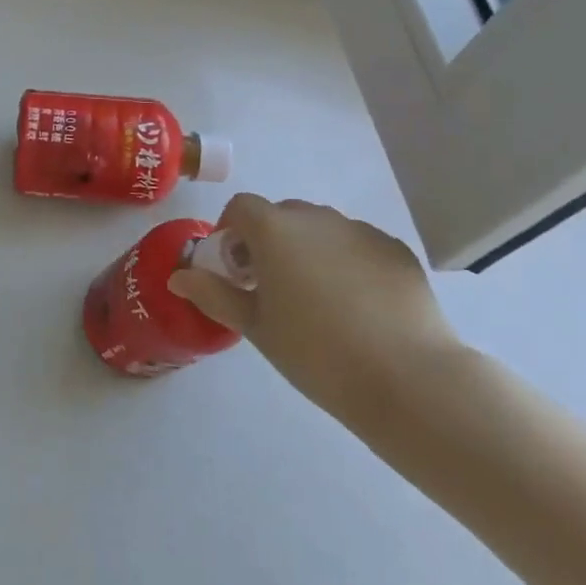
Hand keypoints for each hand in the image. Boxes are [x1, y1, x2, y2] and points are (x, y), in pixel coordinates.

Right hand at [167, 195, 461, 431]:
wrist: (407, 377)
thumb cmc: (315, 352)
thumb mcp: (256, 327)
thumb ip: (214, 294)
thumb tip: (178, 276)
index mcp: (275, 230)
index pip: (241, 207)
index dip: (230, 231)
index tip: (234, 268)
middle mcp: (317, 218)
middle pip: (282, 215)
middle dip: (268, 241)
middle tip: (270, 286)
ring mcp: (360, 231)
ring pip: (322, 229)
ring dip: (308, 249)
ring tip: (317, 299)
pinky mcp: (395, 250)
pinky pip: (358, 245)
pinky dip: (346, 262)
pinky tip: (357, 306)